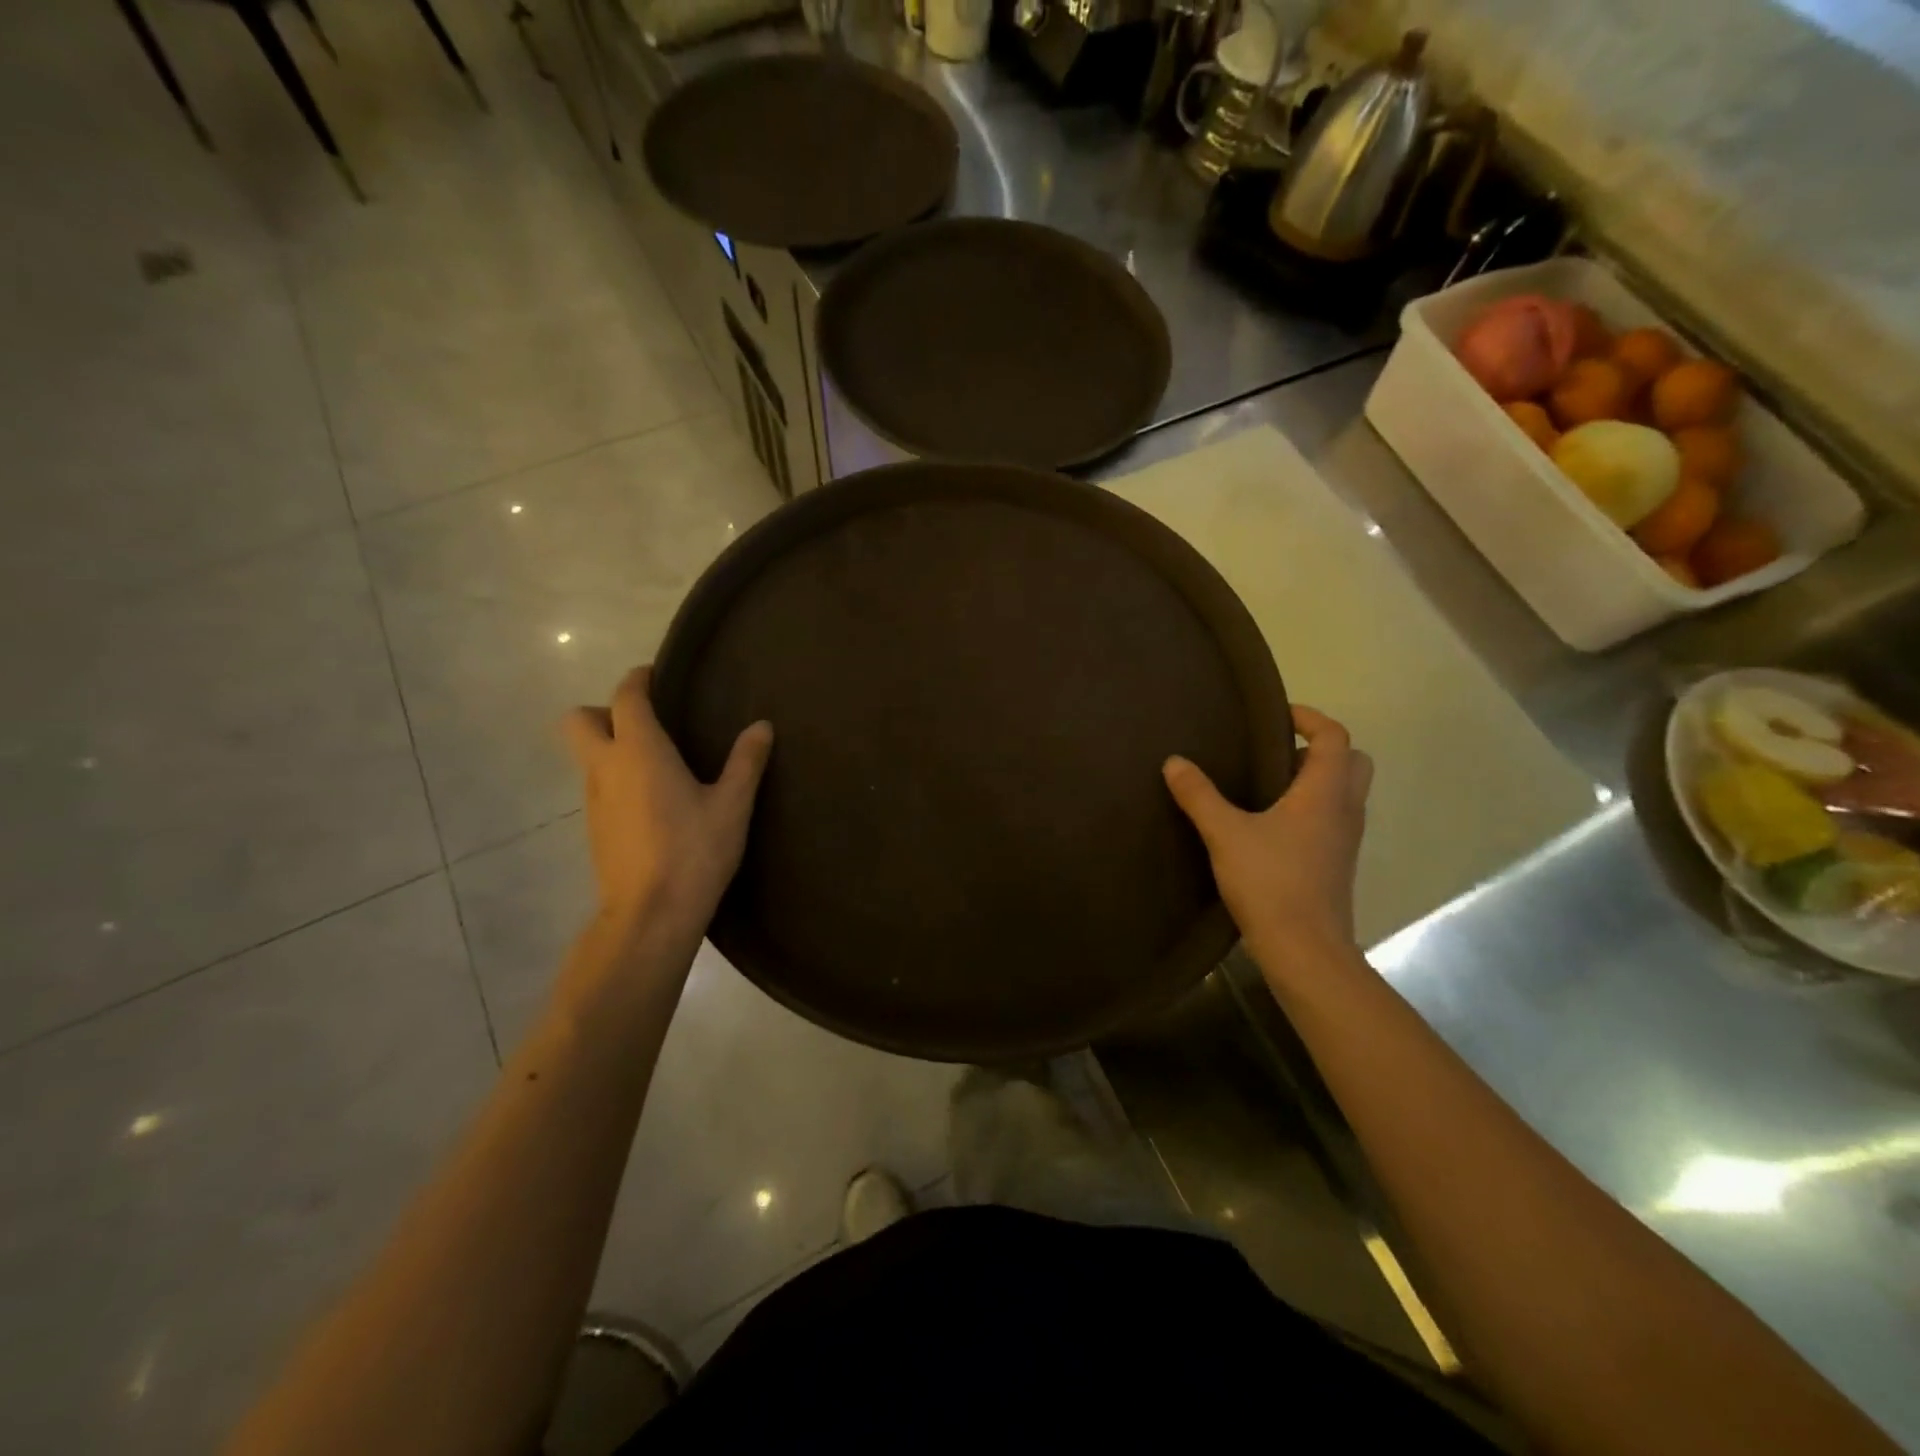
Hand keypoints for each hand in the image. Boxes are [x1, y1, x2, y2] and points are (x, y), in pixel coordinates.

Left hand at [561, 666, 772, 943]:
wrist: (651, 916)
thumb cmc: (694, 852)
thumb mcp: (732, 806)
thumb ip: (746, 762)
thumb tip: (762, 726)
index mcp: (639, 751)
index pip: (625, 697)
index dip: (638, 680)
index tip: (658, 675)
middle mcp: (606, 767)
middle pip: (579, 720)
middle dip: (604, 710)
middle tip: (647, 722)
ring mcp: (594, 800)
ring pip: (587, 755)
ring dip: (611, 746)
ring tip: (659, 761)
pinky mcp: (595, 828)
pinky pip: (598, 785)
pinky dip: (617, 777)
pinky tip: (654, 800)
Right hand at [1163, 706, 1372, 974]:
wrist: (1305, 950)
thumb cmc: (1271, 882)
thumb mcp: (1225, 834)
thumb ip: (1199, 795)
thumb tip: (1174, 761)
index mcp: (1325, 793)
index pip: (1335, 737)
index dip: (1311, 718)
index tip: (1278, 715)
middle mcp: (1344, 810)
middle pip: (1352, 762)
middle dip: (1321, 748)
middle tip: (1277, 752)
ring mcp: (1345, 840)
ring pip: (1345, 793)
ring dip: (1316, 780)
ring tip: (1267, 785)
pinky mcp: (1337, 864)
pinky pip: (1333, 819)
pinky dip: (1312, 808)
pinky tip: (1271, 825)